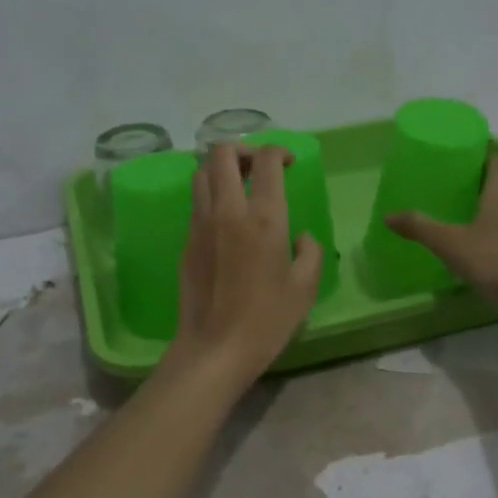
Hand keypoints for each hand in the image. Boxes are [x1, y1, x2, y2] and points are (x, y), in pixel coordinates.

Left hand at [162, 142, 323, 388]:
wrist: (215, 348)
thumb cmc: (267, 320)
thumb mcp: (304, 288)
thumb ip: (310, 253)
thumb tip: (301, 237)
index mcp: (263, 218)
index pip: (266, 161)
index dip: (279, 151)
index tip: (289, 162)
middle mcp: (228, 211)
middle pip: (222, 153)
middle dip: (243, 149)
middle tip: (259, 167)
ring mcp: (200, 224)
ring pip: (201, 173)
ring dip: (221, 169)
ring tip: (239, 186)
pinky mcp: (186, 242)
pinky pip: (196, 203)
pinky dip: (210, 195)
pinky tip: (226, 219)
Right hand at [384, 155, 497, 317]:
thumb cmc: (495, 260)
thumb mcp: (450, 244)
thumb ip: (420, 227)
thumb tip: (388, 216)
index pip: (496, 158)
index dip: (477, 159)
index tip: (456, 169)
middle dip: (484, 186)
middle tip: (456, 196)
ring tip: (471, 222)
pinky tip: (493, 248)